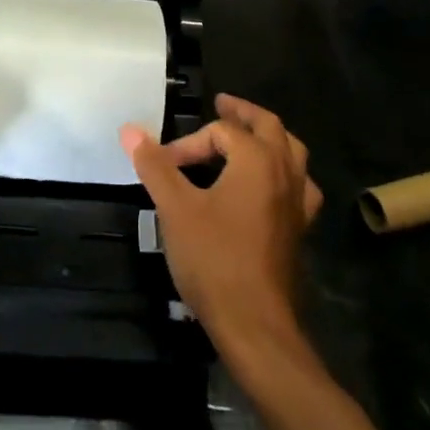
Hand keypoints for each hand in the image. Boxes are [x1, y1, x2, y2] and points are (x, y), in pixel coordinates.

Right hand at [122, 94, 321, 351]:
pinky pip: (299, 186)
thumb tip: (129, 129)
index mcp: (257, 160)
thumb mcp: (175, 209)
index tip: (164, 166)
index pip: (220, 132)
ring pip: (292, 153)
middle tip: (222, 104)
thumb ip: (155, 165)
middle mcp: (285, 172)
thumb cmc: (214, 259)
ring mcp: (298, 202)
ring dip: (269, 139)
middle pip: (269, 127)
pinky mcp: (299, 229)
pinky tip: (271, 187)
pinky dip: (285, 174)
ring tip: (249, 137)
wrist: (255, 325)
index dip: (188, 143)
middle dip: (242, 114)